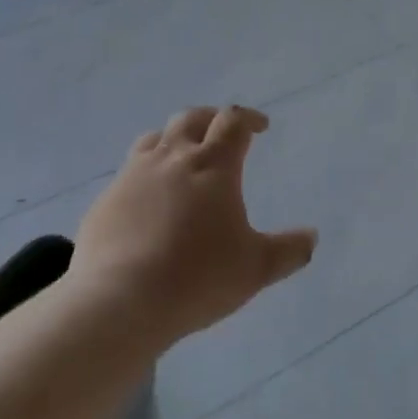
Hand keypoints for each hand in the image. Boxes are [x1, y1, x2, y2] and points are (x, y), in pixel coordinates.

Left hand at [71, 105, 316, 347]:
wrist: (121, 300)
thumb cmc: (198, 278)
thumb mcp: (255, 269)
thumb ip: (288, 251)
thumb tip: (311, 237)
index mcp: (212, 165)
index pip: (233, 122)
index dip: (249, 119)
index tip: (260, 127)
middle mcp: (172, 157)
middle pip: (191, 118)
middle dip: (211, 119)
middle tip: (222, 132)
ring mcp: (133, 175)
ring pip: (154, 137)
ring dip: (173, 139)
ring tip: (182, 156)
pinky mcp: (106, 199)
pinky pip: (128, 172)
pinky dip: (145, 174)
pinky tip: (148, 200)